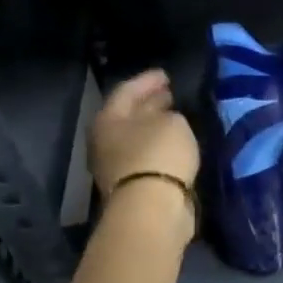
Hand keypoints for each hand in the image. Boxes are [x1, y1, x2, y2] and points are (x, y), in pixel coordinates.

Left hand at [89, 70, 198, 229]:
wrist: (152, 208)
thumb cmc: (159, 154)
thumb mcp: (173, 122)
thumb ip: (169, 114)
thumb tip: (166, 116)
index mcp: (108, 119)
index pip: (127, 90)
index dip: (147, 80)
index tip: (166, 74)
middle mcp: (105, 140)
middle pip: (128, 115)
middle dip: (150, 103)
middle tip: (171, 94)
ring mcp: (116, 166)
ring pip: (138, 137)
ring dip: (156, 127)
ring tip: (177, 118)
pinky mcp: (132, 185)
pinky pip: (147, 156)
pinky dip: (160, 147)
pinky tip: (176, 143)